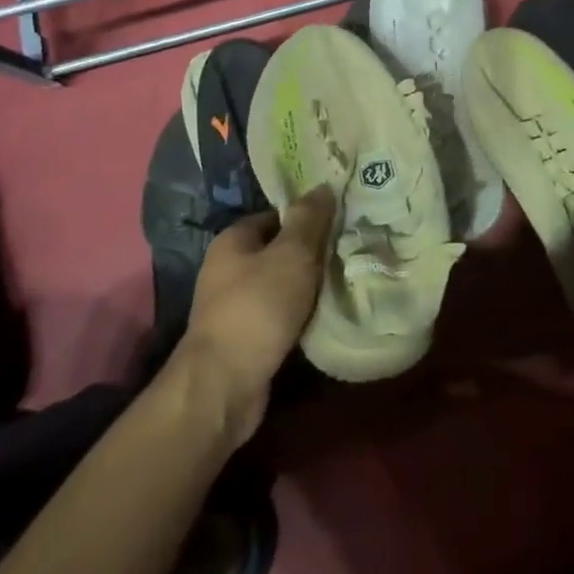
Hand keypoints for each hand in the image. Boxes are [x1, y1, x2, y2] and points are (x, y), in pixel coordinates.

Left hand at [171, 185, 336, 441]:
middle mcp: (228, 269)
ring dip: (309, 285)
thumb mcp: (291, 254)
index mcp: (232, 241)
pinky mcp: (246, 339)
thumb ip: (309, 219)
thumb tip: (324, 186)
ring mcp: (234, 306)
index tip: (340, 218)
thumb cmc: (257, 308)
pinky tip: (328, 312)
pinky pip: (281, 314)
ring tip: (346, 277)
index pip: (276, 215)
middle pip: (279, 250)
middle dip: (312, 251)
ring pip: (282, 284)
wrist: (224, 387)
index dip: (307, 215)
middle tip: (349, 247)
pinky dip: (302, 313)